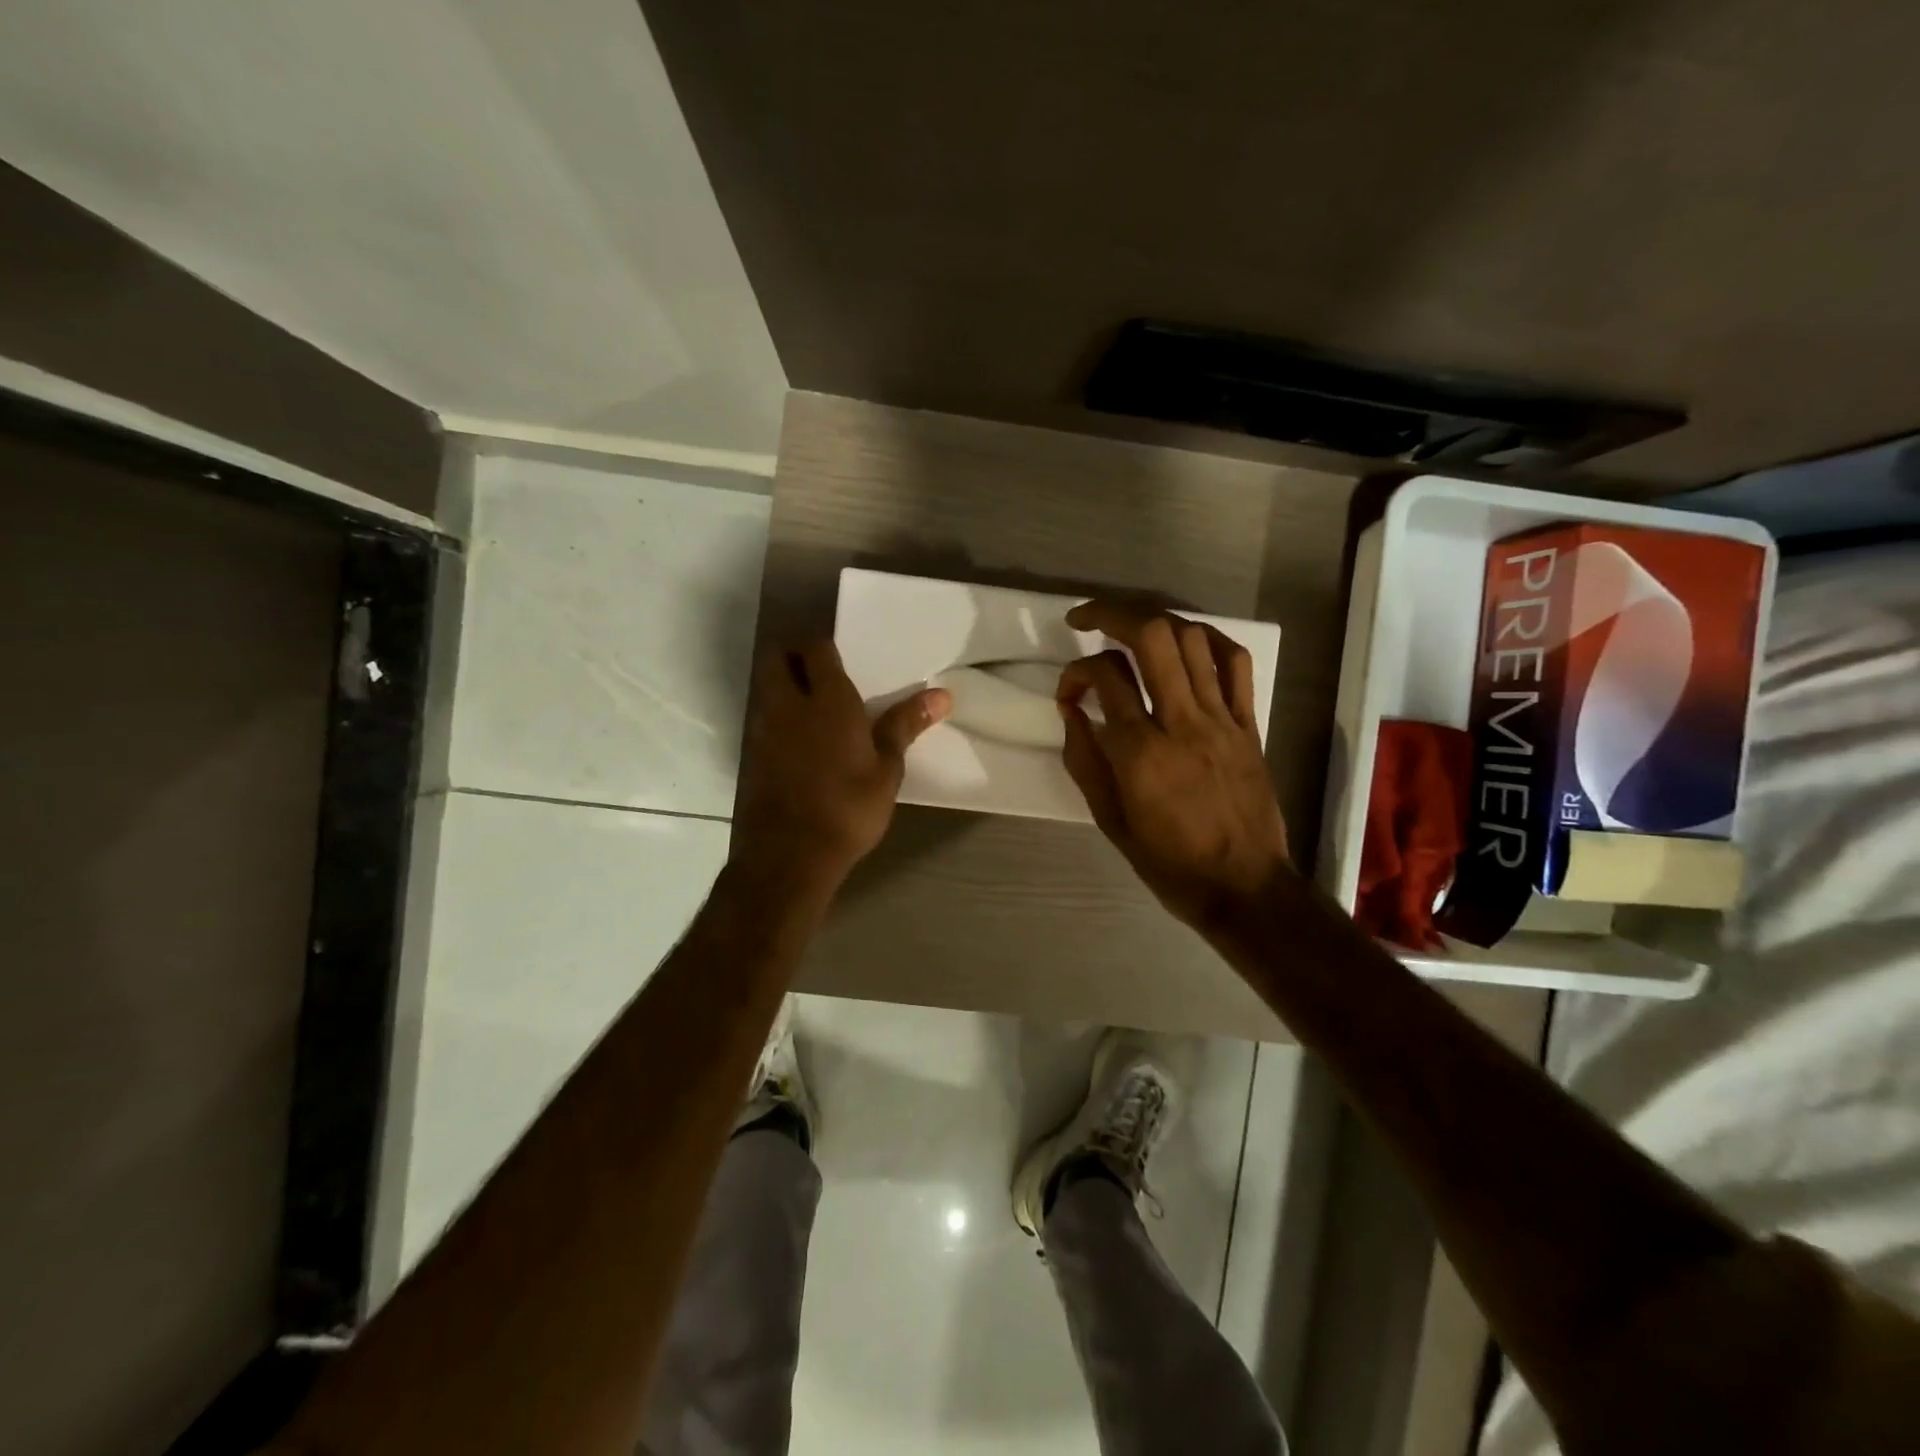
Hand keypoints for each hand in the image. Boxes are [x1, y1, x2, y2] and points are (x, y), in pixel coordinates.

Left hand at [733, 639, 950, 895]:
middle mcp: (789, 704)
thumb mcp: (887, 769)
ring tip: (813, 705)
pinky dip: (777, 717)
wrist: (791, 854)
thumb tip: (943, 695)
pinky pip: (762, 719)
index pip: (815, 648)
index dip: (824, 646)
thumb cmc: (848, 808)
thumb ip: (906, 725)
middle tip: (822, 672)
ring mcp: (764, 729)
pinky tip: (799, 741)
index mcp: (827, 700)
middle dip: (794, 656)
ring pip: (766, 688)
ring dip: (783, 685)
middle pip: (778, 658)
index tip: (842, 657)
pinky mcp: (752, 754)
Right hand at [1057, 601, 1291, 932]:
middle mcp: (1182, 722)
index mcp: (1140, 752)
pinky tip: (1186, 641)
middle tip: (1085, 618)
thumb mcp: (1110, 820)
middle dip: (1112, 613)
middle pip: (1152, 636)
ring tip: (1130, 628)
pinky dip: (1208, 639)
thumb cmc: (1169, 862)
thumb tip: (1072, 711)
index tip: (1068, 693)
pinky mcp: (1249, 723)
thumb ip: (1085, 760)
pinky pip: (1235, 663)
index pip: (1104, 678)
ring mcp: (1221, 718)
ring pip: (1192, 639)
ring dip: (1155, 621)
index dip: (1075, 672)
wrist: (1244, 887)